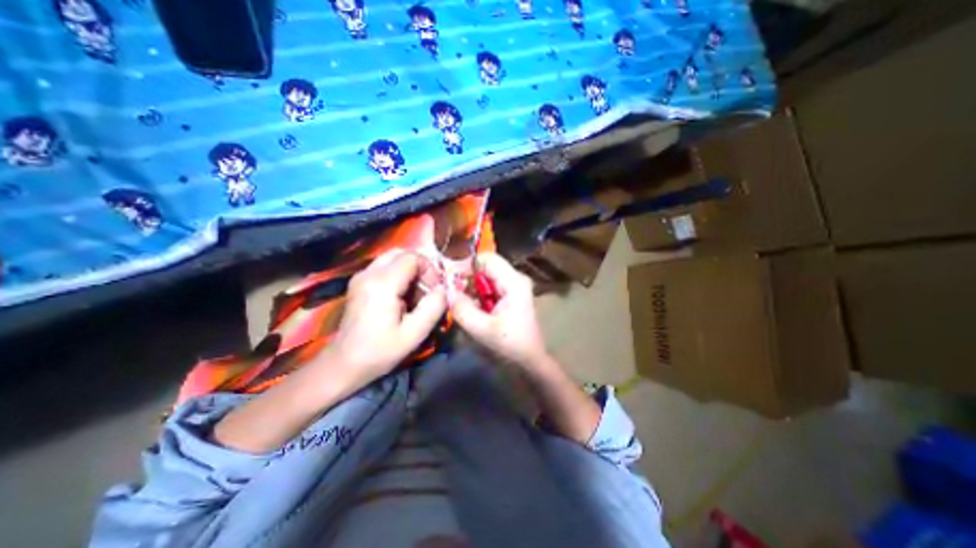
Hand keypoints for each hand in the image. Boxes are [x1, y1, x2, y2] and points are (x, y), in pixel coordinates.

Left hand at [328, 251, 449, 386]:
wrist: (344, 364)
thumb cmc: (380, 351)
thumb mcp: (414, 333)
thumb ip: (434, 307)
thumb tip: (444, 288)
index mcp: (382, 284)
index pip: (412, 257)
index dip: (429, 269)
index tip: (435, 289)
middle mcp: (369, 273)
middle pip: (402, 253)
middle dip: (420, 267)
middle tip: (428, 288)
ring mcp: (361, 276)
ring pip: (393, 258)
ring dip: (410, 271)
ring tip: (416, 294)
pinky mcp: (359, 282)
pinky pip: (384, 267)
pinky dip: (399, 275)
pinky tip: (402, 296)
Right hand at [448, 254, 546, 370]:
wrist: (530, 360)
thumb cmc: (512, 345)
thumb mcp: (484, 330)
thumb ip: (463, 310)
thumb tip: (447, 292)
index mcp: (514, 282)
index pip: (487, 259)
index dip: (466, 264)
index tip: (448, 278)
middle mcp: (515, 279)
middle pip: (485, 267)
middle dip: (465, 278)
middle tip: (450, 292)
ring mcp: (512, 286)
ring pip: (484, 277)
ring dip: (469, 287)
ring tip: (457, 301)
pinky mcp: (508, 295)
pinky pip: (487, 287)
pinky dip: (475, 295)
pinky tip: (469, 307)